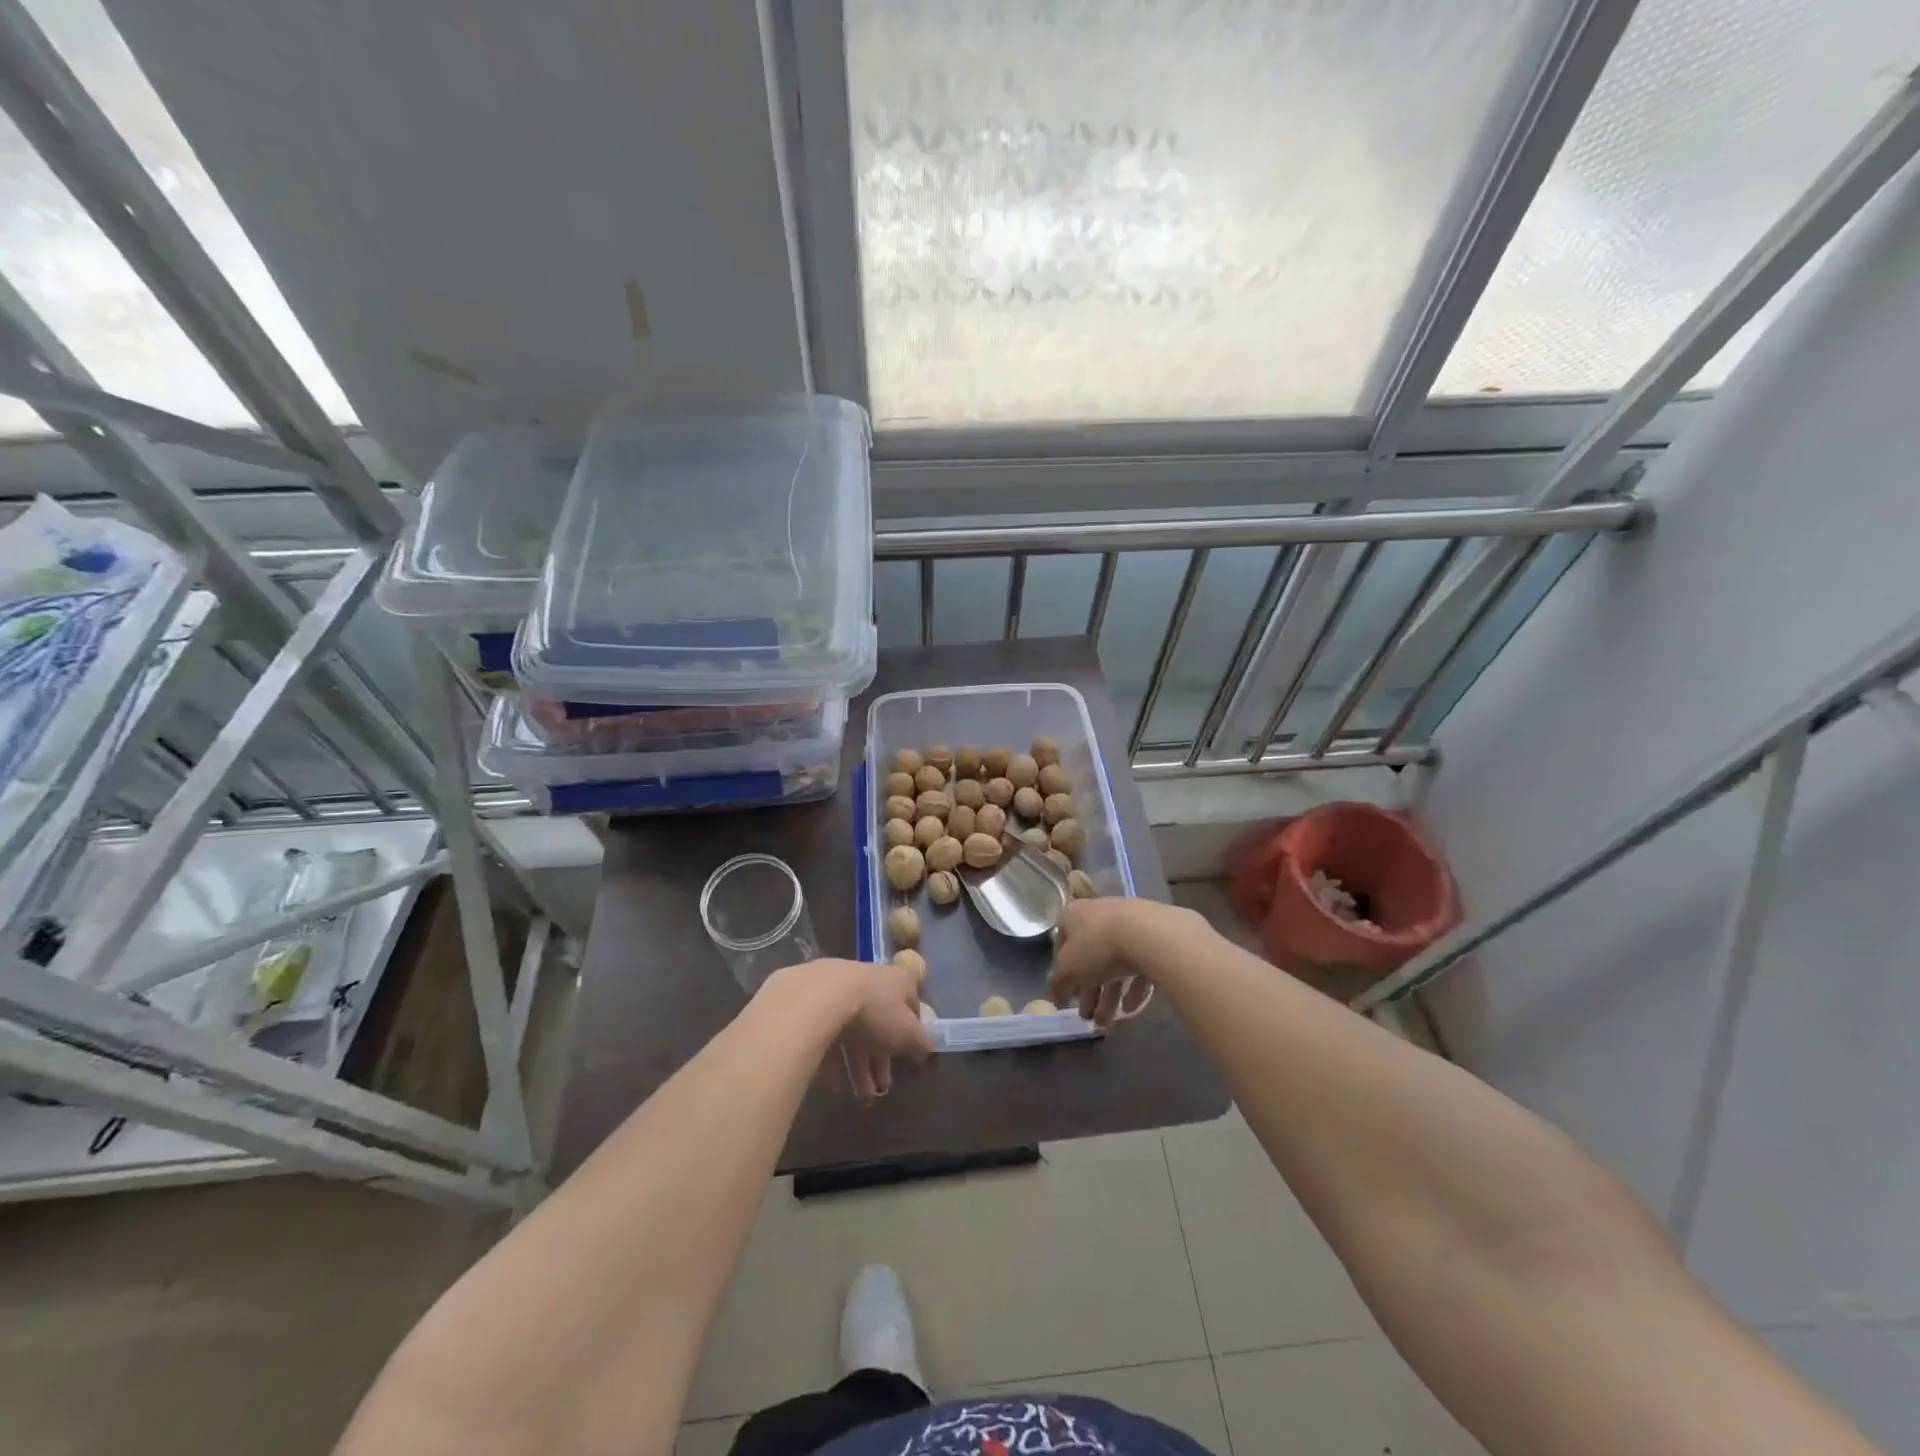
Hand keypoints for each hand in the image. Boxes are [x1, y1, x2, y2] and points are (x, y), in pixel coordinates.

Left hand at [765, 958, 932, 1102]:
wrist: (818, 997)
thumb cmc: (874, 1011)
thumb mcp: (907, 1033)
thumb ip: (921, 1044)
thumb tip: (927, 1052)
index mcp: (898, 981)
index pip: (912, 1001)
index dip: (914, 1028)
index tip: (911, 1053)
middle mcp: (871, 980)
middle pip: (881, 1022)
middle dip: (882, 1058)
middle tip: (883, 1088)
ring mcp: (840, 990)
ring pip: (854, 1032)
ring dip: (860, 1067)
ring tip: (862, 1098)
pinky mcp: (813, 1004)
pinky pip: (828, 1035)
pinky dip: (834, 1060)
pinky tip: (835, 1085)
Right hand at [1049, 898, 1200, 1026]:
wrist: (1148, 933)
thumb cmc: (1097, 947)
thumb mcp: (1068, 970)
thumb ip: (1058, 984)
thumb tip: (1054, 995)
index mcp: (1073, 916)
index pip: (1061, 946)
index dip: (1063, 975)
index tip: (1067, 998)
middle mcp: (1098, 914)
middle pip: (1090, 958)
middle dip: (1090, 992)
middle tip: (1089, 1018)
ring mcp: (1127, 923)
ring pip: (1115, 964)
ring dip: (1110, 996)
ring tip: (1109, 1023)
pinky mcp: (1152, 936)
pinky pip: (1138, 965)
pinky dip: (1133, 987)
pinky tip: (1132, 1008)